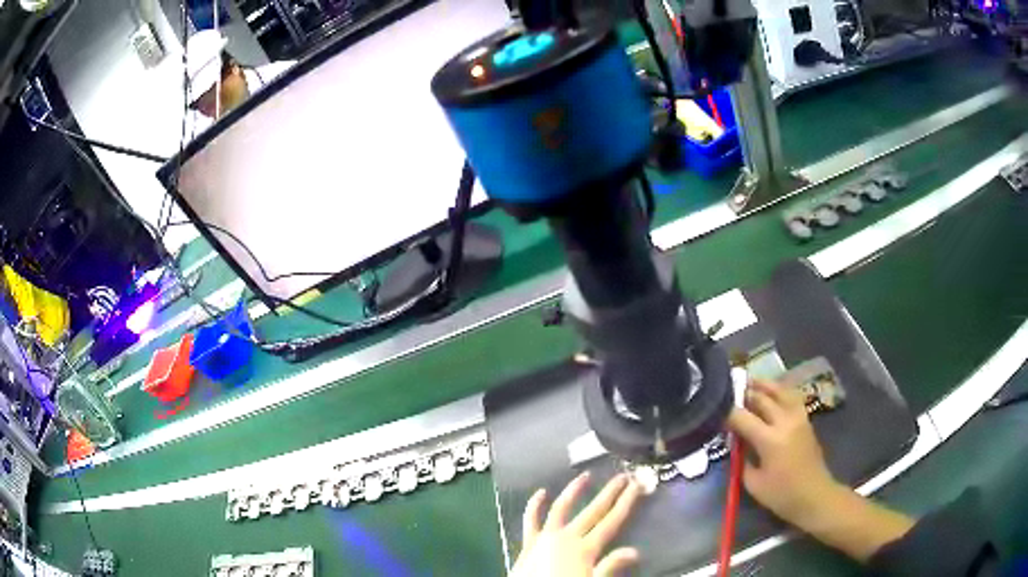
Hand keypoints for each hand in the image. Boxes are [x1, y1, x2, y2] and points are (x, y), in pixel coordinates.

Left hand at [511, 472, 641, 576]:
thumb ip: (610, 566)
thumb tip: (635, 551)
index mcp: (585, 549)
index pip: (611, 521)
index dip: (626, 502)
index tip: (637, 484)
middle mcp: (567, 538)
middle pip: (593, 511)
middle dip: (609, 493)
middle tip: (622, 476)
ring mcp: (545, 537)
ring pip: (561, 508)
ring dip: (574, 491)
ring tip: (585, 475)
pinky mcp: (528, 543)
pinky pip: (530, 520)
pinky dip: (534, 505)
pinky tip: (541, 492)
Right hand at [727, 380, 914, 560]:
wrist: (814, 495)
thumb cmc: (782, 495)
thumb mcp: (753, 483)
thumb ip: (743, 458)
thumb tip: (737, 441)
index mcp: (770, 440)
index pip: (742, 417)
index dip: (726, 412)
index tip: (713, 411)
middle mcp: (785, 421)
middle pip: (761, 398)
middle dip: (743, 393)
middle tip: (727, 392)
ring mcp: (798, 417)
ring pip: (779, 390)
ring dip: (763, 385)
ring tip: (749, 382)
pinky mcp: (805, 419)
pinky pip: (791, 396)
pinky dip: (778, 390)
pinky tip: (771, 393)